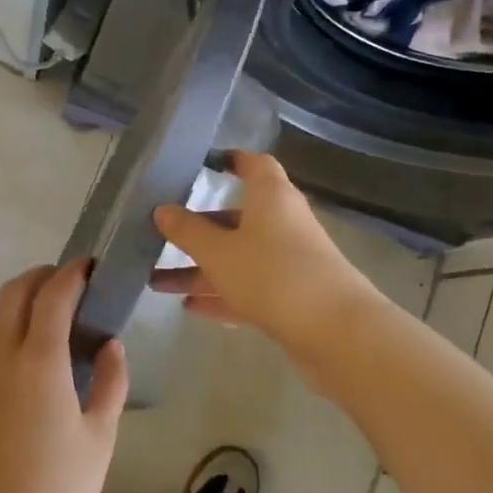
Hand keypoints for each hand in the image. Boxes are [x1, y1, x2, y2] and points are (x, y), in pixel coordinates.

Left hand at [0, 260, 127, 492]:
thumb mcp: (100, 436)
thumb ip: (110, 383)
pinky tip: (34, 351)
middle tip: (71, 283)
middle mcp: (3, 358)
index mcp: (39, 362)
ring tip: (54, 313)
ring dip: (21, 299)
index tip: (91, 265)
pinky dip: (10, 326)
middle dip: (41, 276)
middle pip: (13, 293)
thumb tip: (111, 344)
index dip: (72, 274)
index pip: (52, 297)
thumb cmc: (60, 489)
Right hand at [151, 151, 379, 356]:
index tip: (205, 163)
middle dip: (198, 229)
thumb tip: (163, 210)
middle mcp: (283, 223)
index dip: (232, 161)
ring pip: (237, 258)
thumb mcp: (218, 251)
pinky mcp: (291, 297)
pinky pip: (248, 289)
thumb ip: (188, 231)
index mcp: (271, 198)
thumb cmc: (272, 274)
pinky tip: (189, 308)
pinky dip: (221, 295)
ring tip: (156, 282)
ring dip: (200, 270)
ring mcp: (289, 262)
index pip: (254, 165)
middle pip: (236, 218)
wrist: (336, 331)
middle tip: (160, 234)